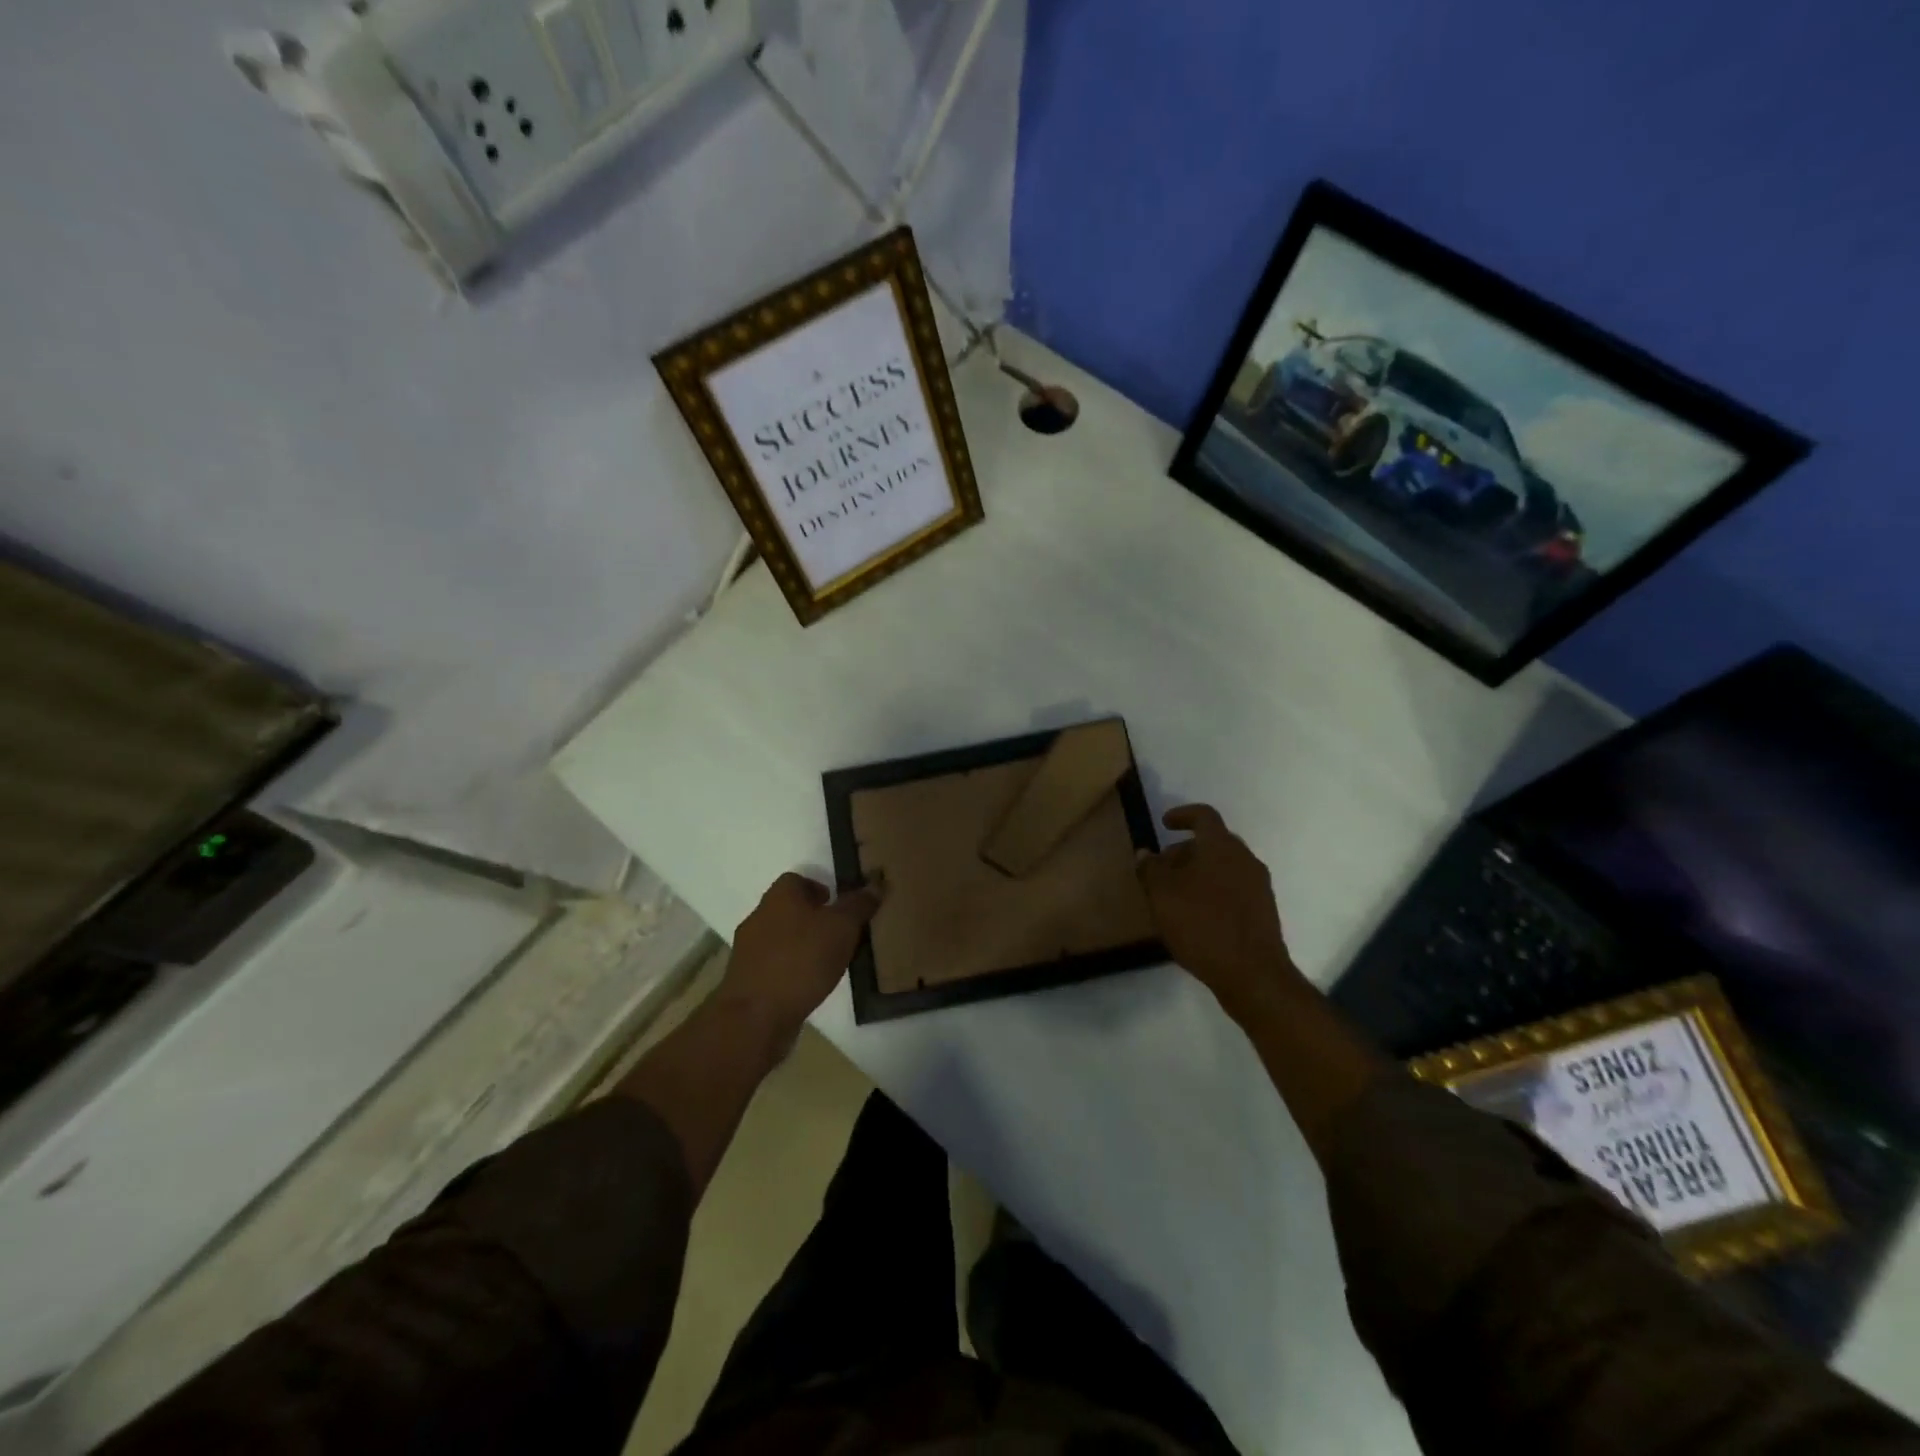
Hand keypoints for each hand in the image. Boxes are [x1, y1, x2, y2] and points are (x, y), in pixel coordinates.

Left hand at [721, 872, 882, 1038]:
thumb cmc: (802, 960)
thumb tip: (876, 883)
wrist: (756, 1016)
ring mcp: (748, 950)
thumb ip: (859, 905)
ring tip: (828, 962)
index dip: (819, 888)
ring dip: (801, 946)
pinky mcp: (746, 979)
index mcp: (780, 896)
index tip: (839, 906)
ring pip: (780, 938)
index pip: (797, 880)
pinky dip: (790, 970)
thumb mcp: (842, 928)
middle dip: (812, 918)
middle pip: (788, 909)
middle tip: (840, 934)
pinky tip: (808, 985)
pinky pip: (774, 965)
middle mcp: (759, 916)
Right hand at [1136, 805, 1300, 1019]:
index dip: (1182, 815)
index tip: (1164, 824)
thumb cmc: (1202, 924)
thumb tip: (1146, 853)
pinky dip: (1213, 891)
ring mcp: (1259, 886)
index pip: (1203, 815)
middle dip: (1185, 851)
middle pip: (1213, 843)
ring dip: (1199, 873)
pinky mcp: (1264, 911)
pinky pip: (1234, 889)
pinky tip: (1197, 916)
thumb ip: (1151, 869)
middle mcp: (1245, 859)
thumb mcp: (1162, 895)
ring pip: (1224, 867)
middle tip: (1162, 868)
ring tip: (1175, 895)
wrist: (1252, 973)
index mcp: (1221, 846)